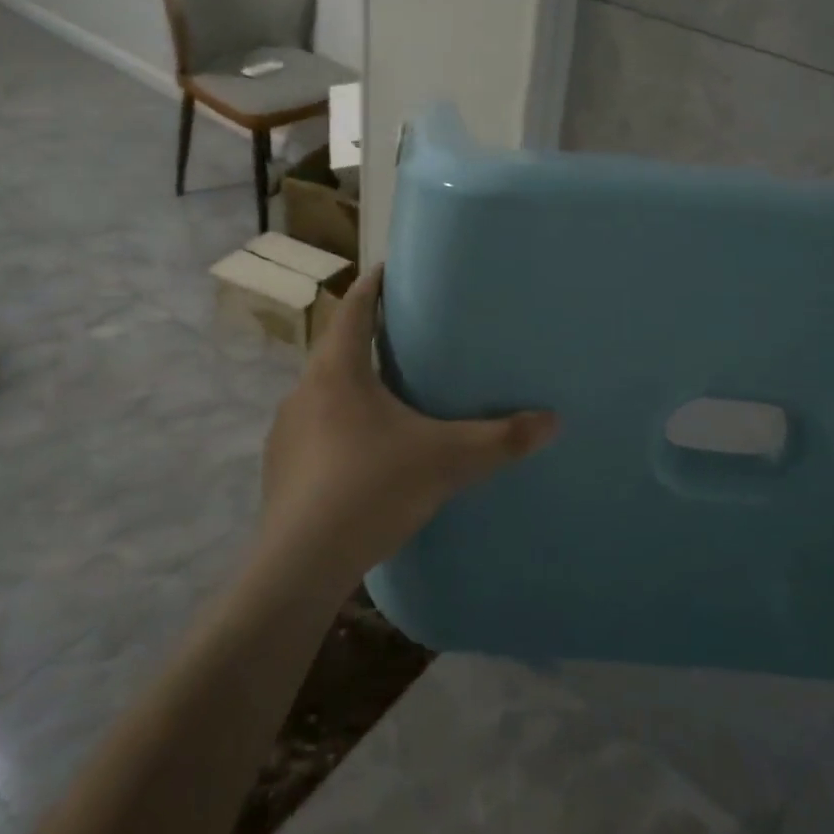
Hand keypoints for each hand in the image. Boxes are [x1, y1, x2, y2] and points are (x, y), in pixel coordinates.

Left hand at [257, 264, 558, 583]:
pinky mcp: (280, 470)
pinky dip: (338, 425)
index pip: (353, 308)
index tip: (390, 267)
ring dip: (351, 384)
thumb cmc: (371, 489)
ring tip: (387, 393)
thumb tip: (553, 421)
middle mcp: (304, 392)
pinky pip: (314, 430)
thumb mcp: (446, 460)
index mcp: (337, 372)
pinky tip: (363, 452)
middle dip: (367, 335)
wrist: (301, 566)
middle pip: (336, 348)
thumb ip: (501, 439)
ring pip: (323, 391)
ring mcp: (286, 433)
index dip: (373, 284)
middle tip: (404, 333)